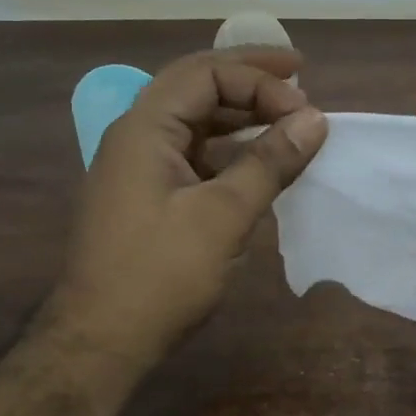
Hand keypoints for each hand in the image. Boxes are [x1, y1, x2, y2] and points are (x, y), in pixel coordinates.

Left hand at [50, 49, 326, 368]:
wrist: (101, 341)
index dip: (259, 79)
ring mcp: (139, 168)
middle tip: (299, 79)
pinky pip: (193, 154)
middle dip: (249, 79)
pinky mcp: (148, 197)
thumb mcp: (223, 216)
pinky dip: (229, 150)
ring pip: (194, 121)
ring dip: (240, 114)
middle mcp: (136, 136)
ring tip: (285, 118)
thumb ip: (269, 162)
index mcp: (144, 128)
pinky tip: (258, 163)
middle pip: (196, 86)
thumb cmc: (160, 275)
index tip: (304, 105)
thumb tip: (315, 120)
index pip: (205, 73)